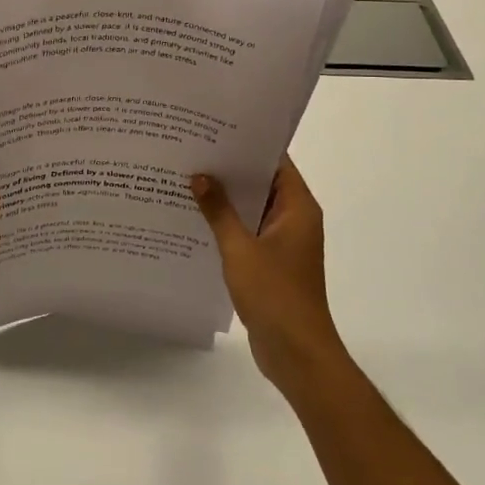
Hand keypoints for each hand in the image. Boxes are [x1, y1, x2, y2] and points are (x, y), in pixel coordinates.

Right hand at [192, 157, 345, 390]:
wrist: (296, 353)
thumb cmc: (274, 294)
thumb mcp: (240, 248)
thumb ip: (219, 210)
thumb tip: (200, 176)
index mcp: (298, 208)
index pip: (276, 162)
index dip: (248, 144)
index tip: (215, 130)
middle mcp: (294, 219)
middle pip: (262, 183)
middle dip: (230, 170)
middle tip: (192, 151)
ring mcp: (283, 242)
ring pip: (252, 208)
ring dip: (225, 199)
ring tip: (187, 179)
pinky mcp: (271, 263)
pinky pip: (247, 232)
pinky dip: (227, 224)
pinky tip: (195, 218)